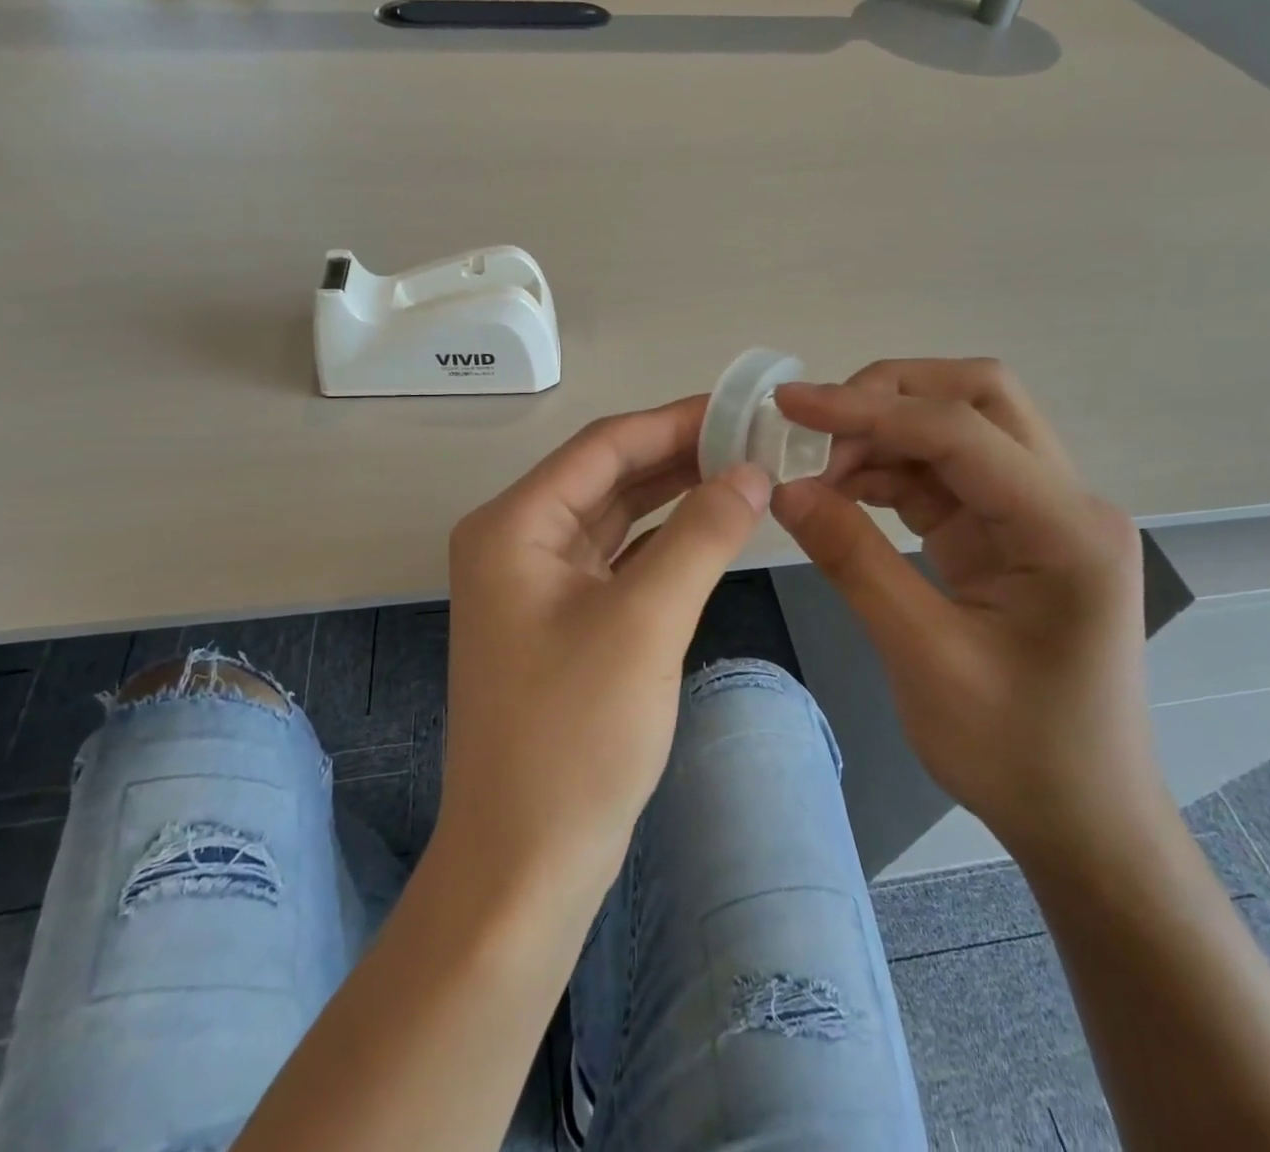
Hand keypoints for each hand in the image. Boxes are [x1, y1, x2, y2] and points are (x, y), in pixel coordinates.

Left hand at [439, 396, 771, 908]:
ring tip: (745, 472)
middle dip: (679, 455)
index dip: (674, 421)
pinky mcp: (561, 620)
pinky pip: (618, 560)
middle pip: (607, 476)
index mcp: (514, 525)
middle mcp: (516, 541)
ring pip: (615, 518)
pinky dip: (664, 543)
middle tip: (755, 439)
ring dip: (674, 496)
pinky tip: (712, 529)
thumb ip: (701, 535)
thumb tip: (752, 470)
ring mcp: (536, 583)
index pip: (602, 446)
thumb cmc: (576, 736)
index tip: (741, 407)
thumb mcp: (645, 623)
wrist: (527, 861)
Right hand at [770, 359, 1158, 864]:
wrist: (1080, 819)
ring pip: (957, 430)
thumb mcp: (922, 656)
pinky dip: (888, 473)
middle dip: (888, 397)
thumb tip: (784, 489)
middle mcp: (1064, 501)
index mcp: (1065, 529)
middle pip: (977, 399)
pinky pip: (944, 477)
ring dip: (882, 436)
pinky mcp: (1009, 534)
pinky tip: (841, 494)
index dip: (867, 408)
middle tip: (813, 429)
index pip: (959, 430)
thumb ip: (853, 561)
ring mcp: (1038, 515)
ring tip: (815, 471)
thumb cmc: (1015, 752)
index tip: (789, 404)